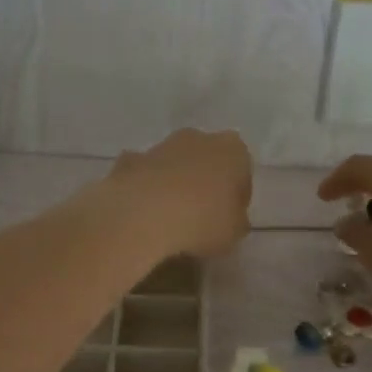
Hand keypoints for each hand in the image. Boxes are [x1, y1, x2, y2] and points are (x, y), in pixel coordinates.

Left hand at [110, 129, 252, 257]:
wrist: (142, 217)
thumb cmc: (202, 222)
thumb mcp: (234, 233)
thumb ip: (236, 220)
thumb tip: (229, 218)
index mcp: (232, 151)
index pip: (241, 170)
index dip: (237, 195)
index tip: (230, 217)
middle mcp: (198, 138)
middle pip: (206, 159)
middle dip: (204, 181)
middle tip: (201, 215)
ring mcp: (160, 146)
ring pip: (173, 162)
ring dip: (173, 182)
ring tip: (169, 217)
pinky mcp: (130, 160)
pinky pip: (143, 172)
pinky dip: (143, 186)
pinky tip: (141, 211)